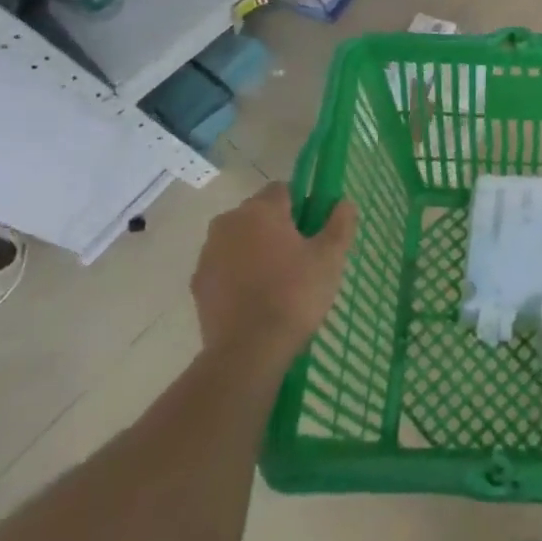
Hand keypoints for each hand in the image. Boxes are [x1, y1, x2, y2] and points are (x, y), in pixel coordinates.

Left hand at [191, 183, 356, 358]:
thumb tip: (343, 202)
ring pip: (240, 239)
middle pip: (259, 213)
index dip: (303, 206)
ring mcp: (208, 254)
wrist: (248, 350)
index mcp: (260, 210)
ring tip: (279, 280)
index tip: (315, 231)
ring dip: (257, 249)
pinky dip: (240, 273)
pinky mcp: (198, 283)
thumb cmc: (295, 294)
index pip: (284, 190)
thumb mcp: (331, 257)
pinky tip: (257, 298)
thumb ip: (340, 223)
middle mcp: (228, 223)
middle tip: (302, 257)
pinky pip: (225, 266)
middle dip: (278, 227)